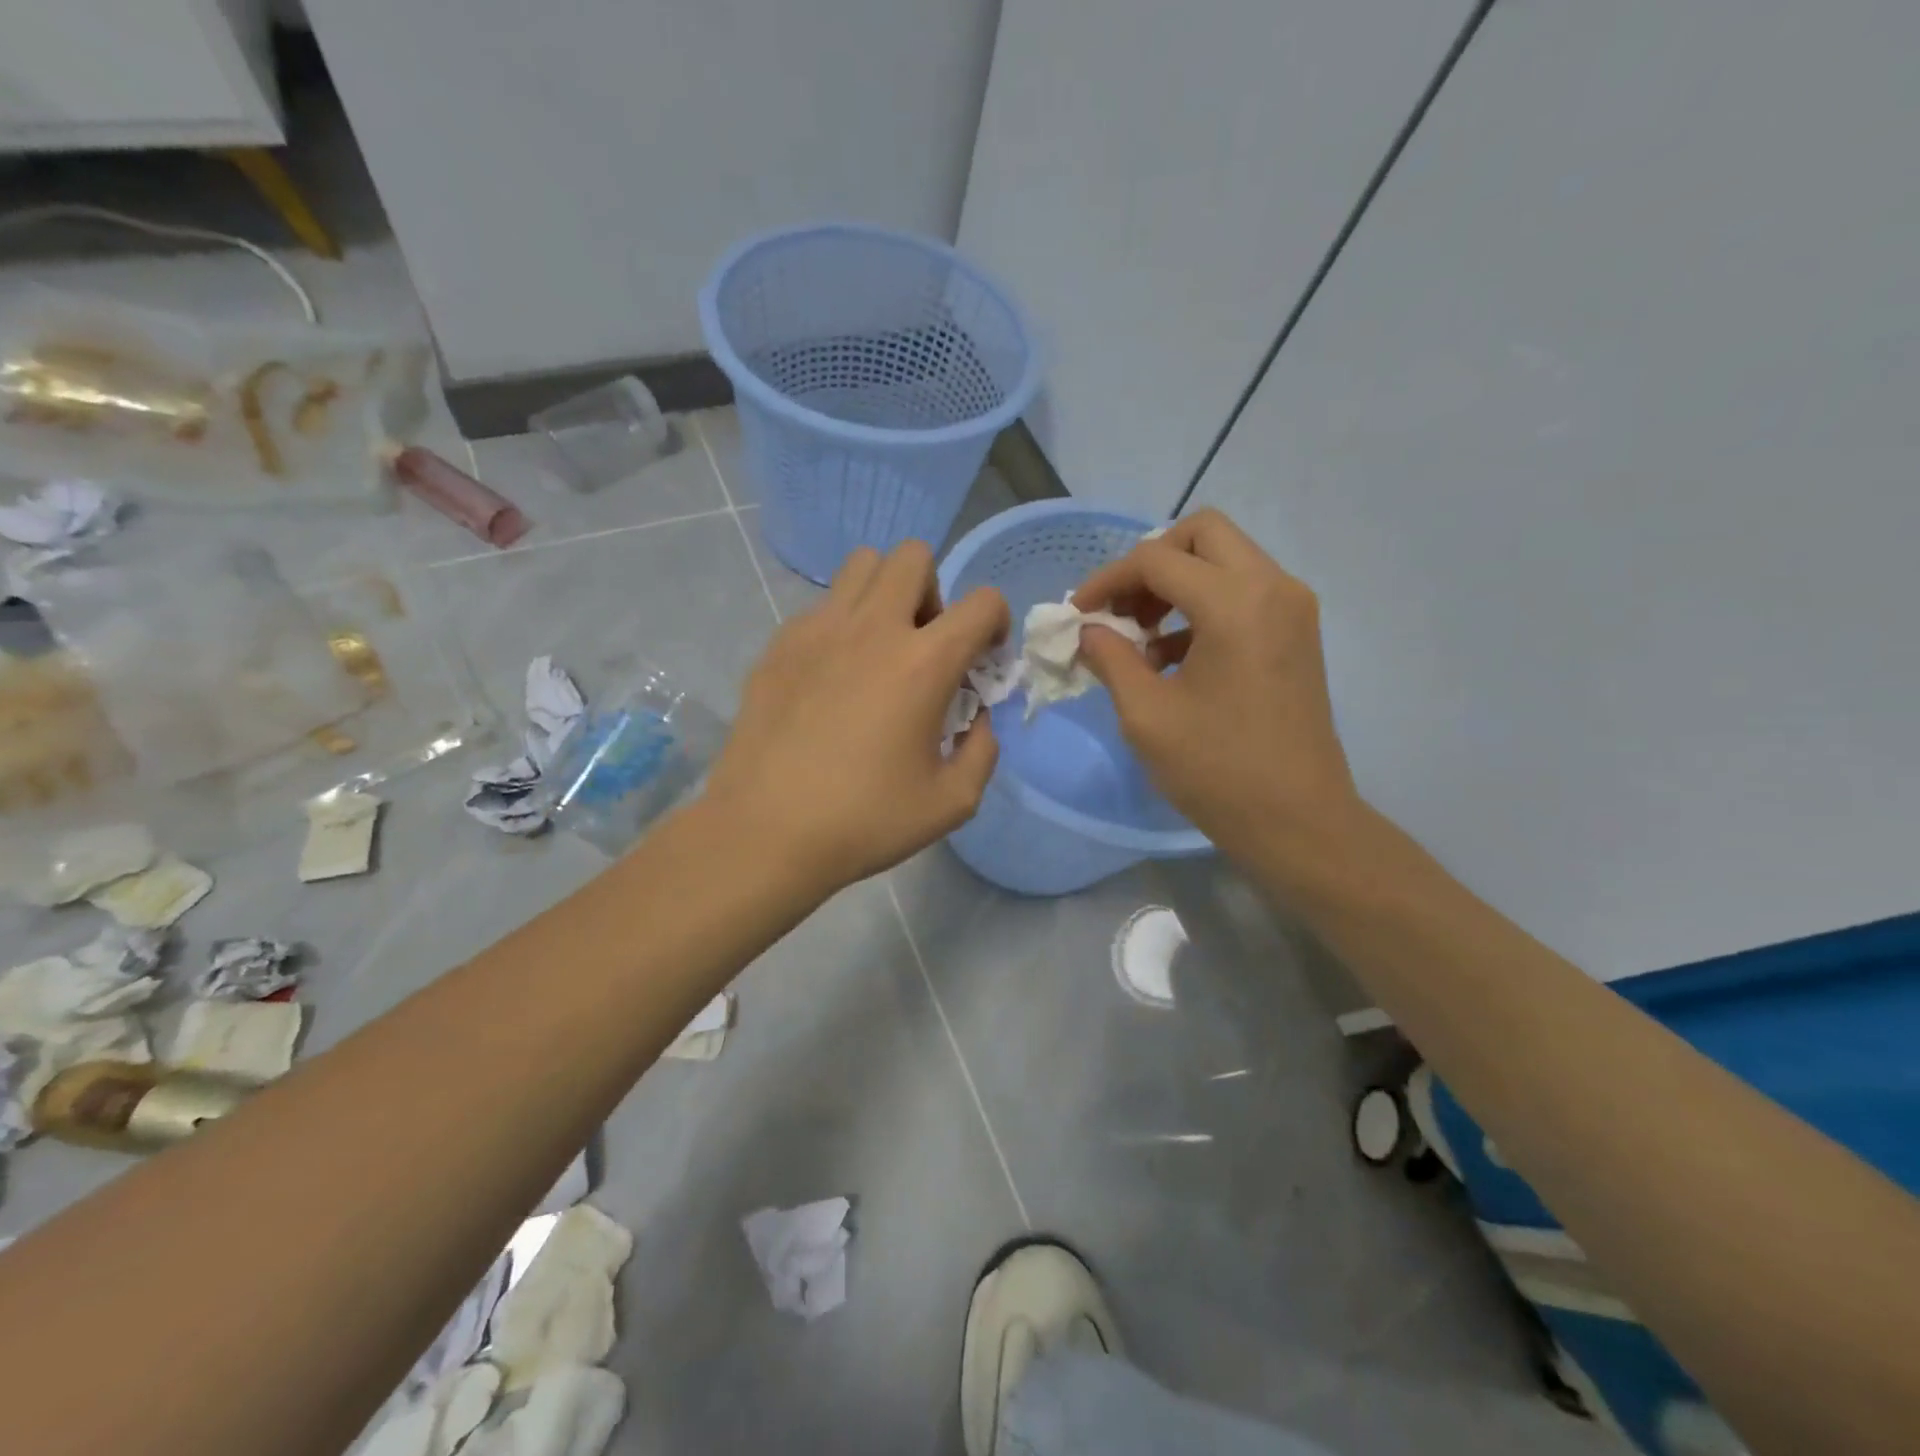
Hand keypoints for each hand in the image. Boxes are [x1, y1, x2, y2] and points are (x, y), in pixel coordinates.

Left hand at [707, 542, 1007, 894]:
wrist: (765, 832)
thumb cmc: (865, 821)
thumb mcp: (952, 802)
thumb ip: (982, 750)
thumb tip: (976, 718)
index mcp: (923, 663)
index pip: (982, 602)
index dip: (996, 623)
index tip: (983, 659)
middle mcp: (872, 628)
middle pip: (914, 555)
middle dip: (934, 592)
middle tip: (925, 645)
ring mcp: (818, 629)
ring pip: (861, 565)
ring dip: (885, 593)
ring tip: (880, 649)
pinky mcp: (779, 644)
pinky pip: (821, 606)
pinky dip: (842, 625)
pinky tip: (832, 679)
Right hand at [1073, 509, 1359, 863]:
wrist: (1298, 821)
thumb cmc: (1217, 770)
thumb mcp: (1146, 714)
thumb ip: (1110, 658)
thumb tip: (1089, 631)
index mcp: (1235, 603)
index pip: (1156, 559)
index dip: (1106, 581)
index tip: (1077, 614)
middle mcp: (1273, 587)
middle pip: (1201, 535)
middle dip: (1149, 564)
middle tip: (1120, 610)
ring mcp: (1292, 608)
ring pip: (1224, 560)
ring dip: (1175, 585)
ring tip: (1140, 639)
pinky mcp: (1296, 633)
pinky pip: (1242, 592)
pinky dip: (1202, 607)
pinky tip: (1172, 658)